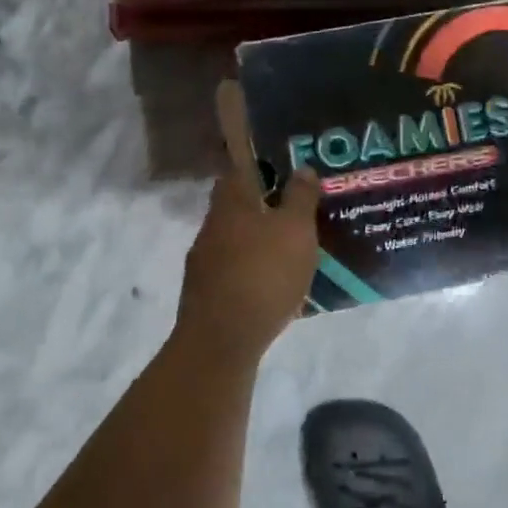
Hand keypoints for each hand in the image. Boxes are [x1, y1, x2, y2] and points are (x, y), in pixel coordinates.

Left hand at [175, 82, 320, 364]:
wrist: (221, 341)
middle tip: (297, 209)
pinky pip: (234, 271)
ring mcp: (204, 263)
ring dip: (259, 241)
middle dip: (263, 206)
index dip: (259, 165)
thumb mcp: (295, 230)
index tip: (284, 167)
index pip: (238, 170)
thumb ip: (300, 197)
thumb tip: (303, 167)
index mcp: (230, 204)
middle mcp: (211, 227)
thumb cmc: (263, 274)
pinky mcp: (206, 295)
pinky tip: (276, 285)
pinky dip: (253, 271)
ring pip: (235, 240)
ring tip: (292, 248)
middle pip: (237, 206)